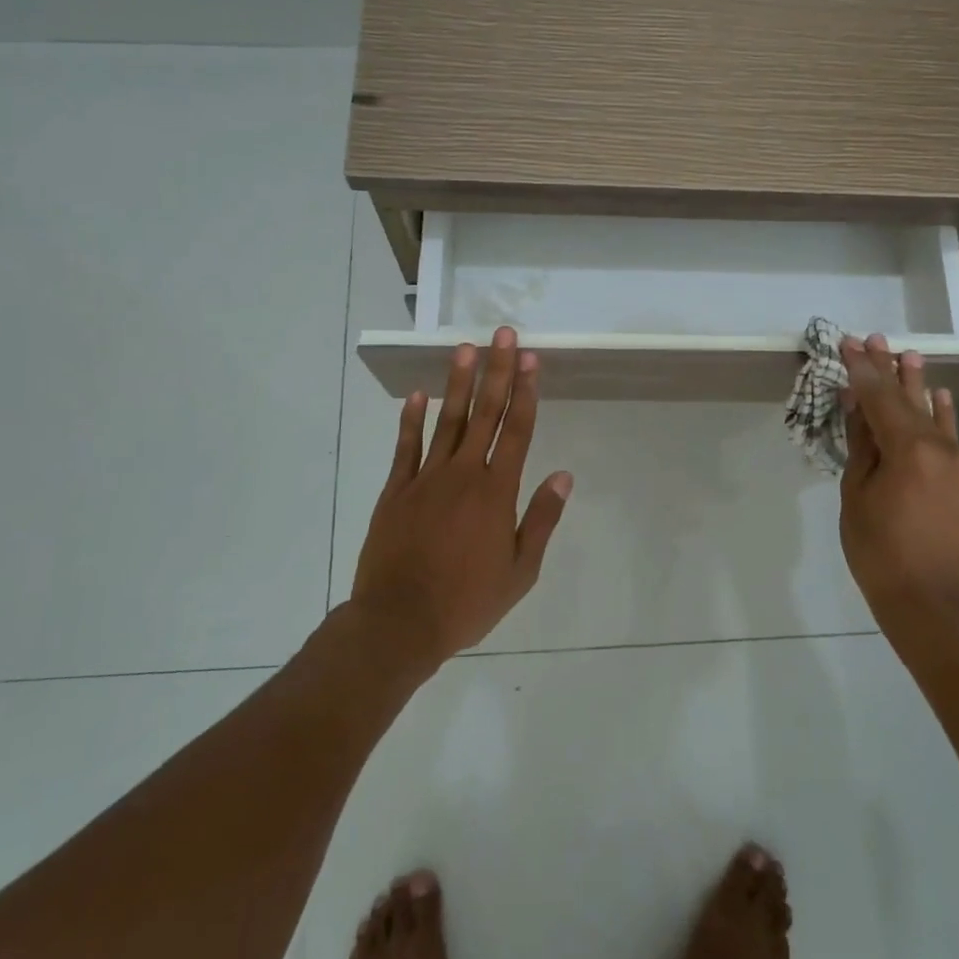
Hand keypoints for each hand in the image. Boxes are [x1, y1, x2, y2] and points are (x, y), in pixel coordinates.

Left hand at [350, 326, 572, 669]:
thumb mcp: (519, 571)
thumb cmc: (466, 602)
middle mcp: (463, 475)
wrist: (399, 624)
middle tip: (502, 335)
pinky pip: (406, 448)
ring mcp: (425, 479)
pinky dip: (411, 420)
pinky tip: (418, 395)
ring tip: (465, 348)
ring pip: (447, 421)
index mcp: (496, 493)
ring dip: (459, 383)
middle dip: (497, 371)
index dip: (526, 392)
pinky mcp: (396, 491)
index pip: (516, 431)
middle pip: (485, 413)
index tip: (530, 359)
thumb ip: (541, 520)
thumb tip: (563, 476)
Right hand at [837, 334, 958, 623]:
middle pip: (909, 400)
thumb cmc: (878, 549)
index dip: (862, 369)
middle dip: (889, 369)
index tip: (848, 342)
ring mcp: (958, 465)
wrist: (929, 601)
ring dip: (918, 386)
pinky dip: (941, 416)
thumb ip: (861, 443)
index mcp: (908, 449)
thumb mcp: (856, 493)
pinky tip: (940, 398)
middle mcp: (940, 449)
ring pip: (933, 417)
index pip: (880, 397)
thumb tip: (856, 404)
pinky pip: (950, 439)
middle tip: (876, 339)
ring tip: (909, 356)